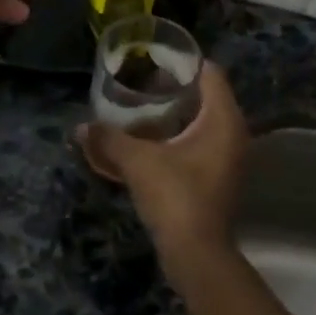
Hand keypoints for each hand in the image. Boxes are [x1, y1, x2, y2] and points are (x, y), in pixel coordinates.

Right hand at [80, 65, 248, 288]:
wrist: (196, 254)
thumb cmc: (174, 196)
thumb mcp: (137, 162)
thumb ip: (109, 139)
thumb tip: (81, 128)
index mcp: (223, 120)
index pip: (211, 73)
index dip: (184, 63)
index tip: (154, 60)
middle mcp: (234, 134)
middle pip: (208, 96)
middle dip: (176, 88)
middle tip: (143, 84)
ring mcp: (230, 158)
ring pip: (205, 122)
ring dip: (177, 115)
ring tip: (143, 110)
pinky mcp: (220, 178)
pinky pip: (201, 144)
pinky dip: (180, 137)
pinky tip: (153, 143)